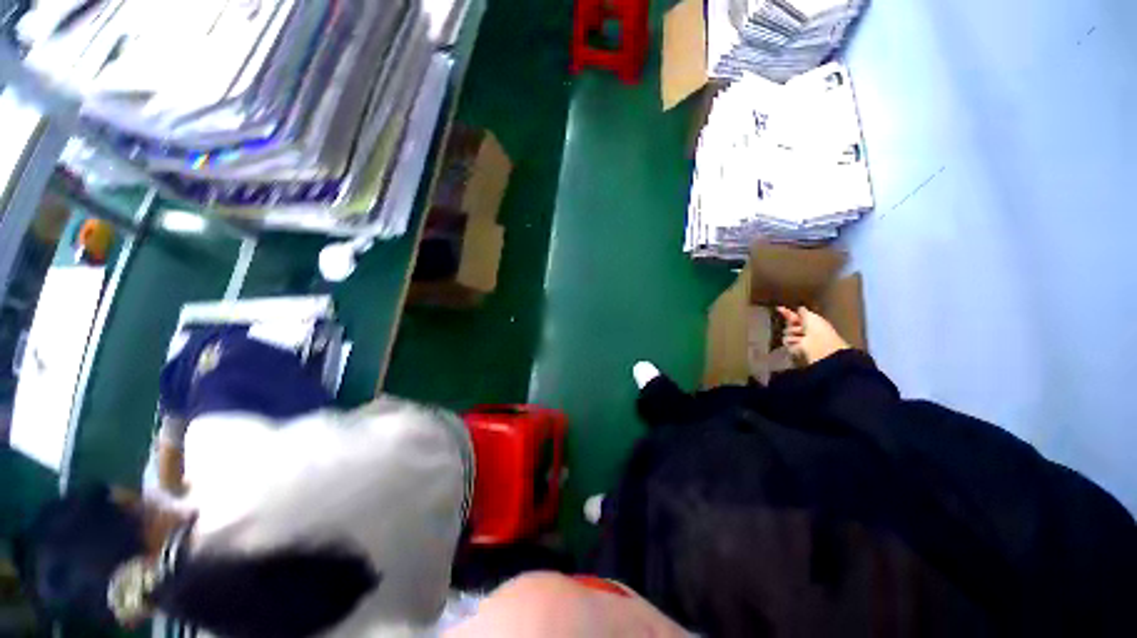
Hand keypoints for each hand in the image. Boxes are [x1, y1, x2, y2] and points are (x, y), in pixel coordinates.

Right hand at [777, 306, 849, 365]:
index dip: (787, 312)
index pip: (795, 316)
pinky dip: (792, 339)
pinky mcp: (792, 346)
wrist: (817, 342)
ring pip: (786, 331)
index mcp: (809, 323)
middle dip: (790, 322)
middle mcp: (803, 331)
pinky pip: (785, 339)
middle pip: (789, 323)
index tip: (778, 308)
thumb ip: (803, 311)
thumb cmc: (817, 328)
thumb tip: (799, 307)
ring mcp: (797, 338)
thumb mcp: (810, 315)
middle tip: (796, 323)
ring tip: (801, 334)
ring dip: (792, 331)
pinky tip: (799, 341)